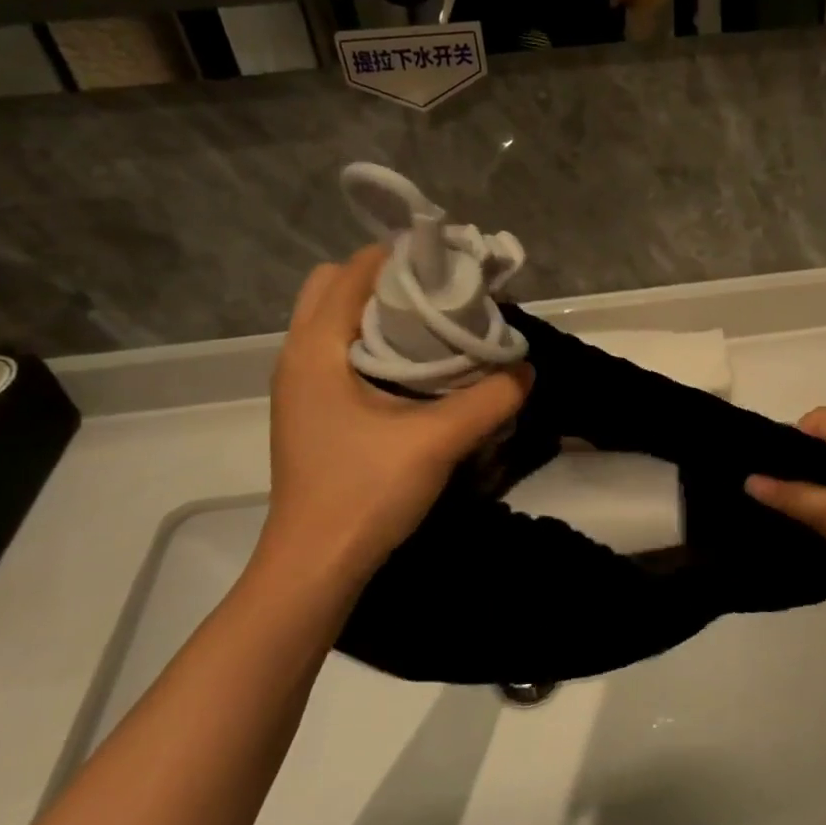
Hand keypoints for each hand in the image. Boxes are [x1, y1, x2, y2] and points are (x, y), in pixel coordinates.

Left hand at [259, 249, 529, 587]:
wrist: (315, 566)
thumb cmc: (364, 493)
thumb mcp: (438, 441)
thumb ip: (490, 399)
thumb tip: (527, 370)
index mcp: (316, 349)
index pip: (354, 271)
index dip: (404, 258)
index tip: (452, 265)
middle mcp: (298, 356)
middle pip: (336, 287)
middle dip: (388, 280)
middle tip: (440, 295)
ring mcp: (300, 385)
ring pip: (335, 320)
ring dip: (381, 313)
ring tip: (434, 326)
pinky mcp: (311, 410)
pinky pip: (339, 351)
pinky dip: (374, 342)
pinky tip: (416, 369)